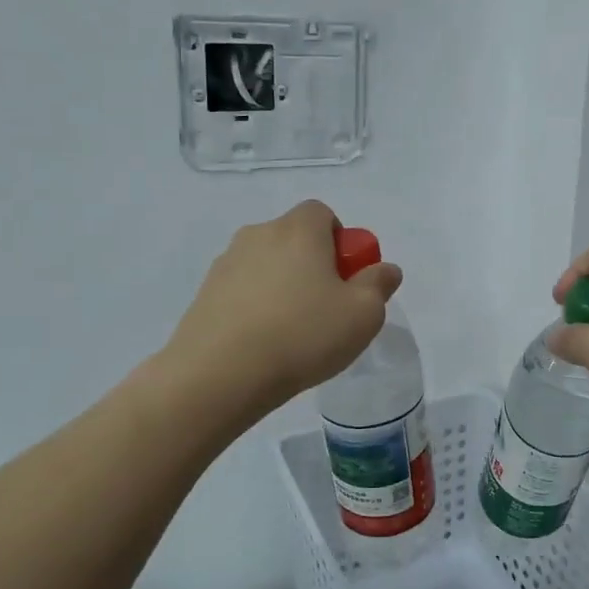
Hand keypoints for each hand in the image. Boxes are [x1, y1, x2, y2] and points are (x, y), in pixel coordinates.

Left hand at [165, 201, 401, 419]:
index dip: (340, 241)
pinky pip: (242, 291)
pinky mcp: (204, 294)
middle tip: (326, 308)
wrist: (219, 374)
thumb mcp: (362, 314)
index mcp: (298, 230)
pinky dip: (256, 307)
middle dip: (313, 265)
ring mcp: (226, 264)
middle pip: (294, 239)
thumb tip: (384, 269)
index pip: (322, 213)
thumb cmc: (302, 334)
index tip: (346, 278)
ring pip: (267, 266)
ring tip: (292, 333)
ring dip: (283, 287)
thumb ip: (379, 285)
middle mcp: (258, 235)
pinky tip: (263, 344)